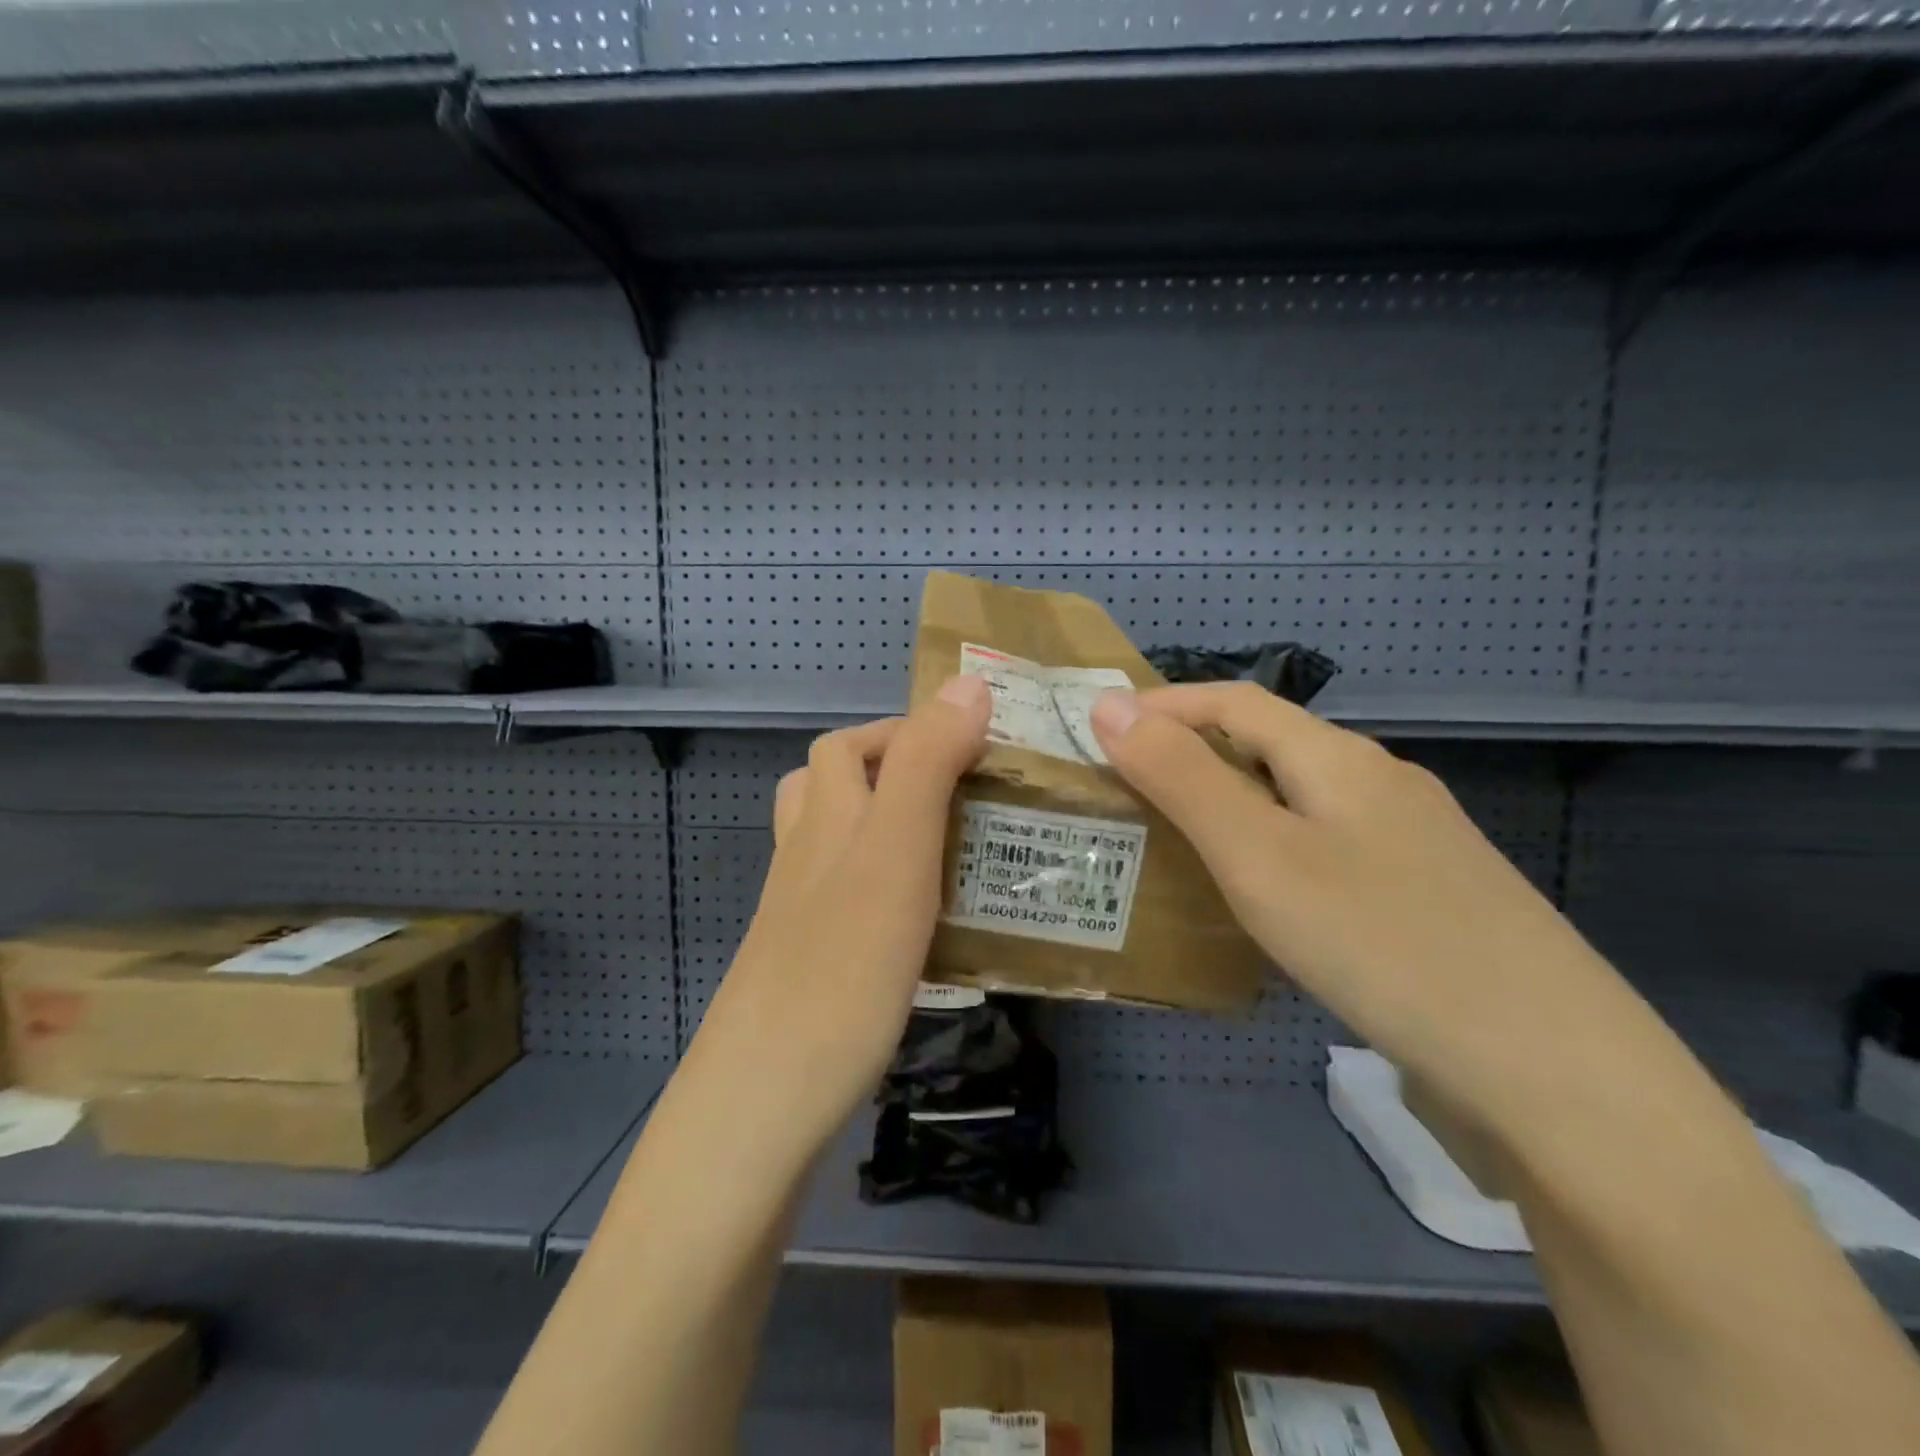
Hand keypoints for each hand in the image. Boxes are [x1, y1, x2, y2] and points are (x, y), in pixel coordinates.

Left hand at [687, 675, 991, 1155]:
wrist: (768, 1093)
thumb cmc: (843, 961)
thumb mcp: (897, 848)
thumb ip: (929, 763)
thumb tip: (967, 683)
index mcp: (826, 817)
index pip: (852, 744)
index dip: (907, 730)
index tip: (975, 747)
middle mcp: (806, 854)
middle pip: (833, 789)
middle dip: (895, 775)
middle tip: (966, 797)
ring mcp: (802, 912)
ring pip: (839, 846)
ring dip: (890, 830)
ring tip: (953, 848)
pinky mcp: (813, 962)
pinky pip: (852, 903)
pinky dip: (888, 892)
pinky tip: (929, 924)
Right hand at [1088, 683, 1628, 1096]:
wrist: (1554, 1072)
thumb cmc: (1379, 942)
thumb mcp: (1258, 856)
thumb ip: (1181, 778)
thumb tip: (1108, 705)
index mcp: (1339, 758)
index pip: (1234, 701)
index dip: (1164, 704)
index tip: (1099, 727)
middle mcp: (1381, 782)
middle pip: (1270, 744)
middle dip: (1194, 751)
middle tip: (1129, 788)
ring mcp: (1414, 841)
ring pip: (1301, 798)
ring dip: (1235, 801)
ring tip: (1182, 838)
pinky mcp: (1429, 896)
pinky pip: (1329, 845)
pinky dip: (1274, 847)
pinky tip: (1267, 896)